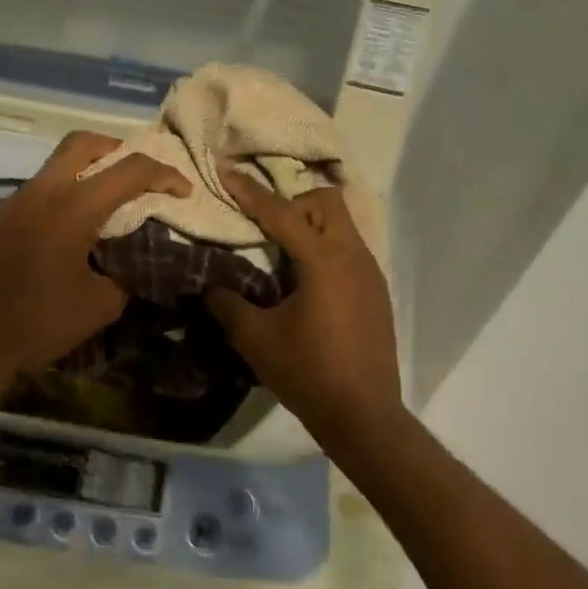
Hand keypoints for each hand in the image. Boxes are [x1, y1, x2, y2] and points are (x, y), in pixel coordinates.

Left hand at [0, 131, 189, 393]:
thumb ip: (124, 277)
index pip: (129, 171)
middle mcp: (41, 192)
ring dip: (86, 174)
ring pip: (55, 167)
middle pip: (82, 144)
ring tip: (107, 207)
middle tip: (137, 175)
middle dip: (117, 150)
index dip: (164, 175)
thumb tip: (131, 267)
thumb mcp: (99, 306)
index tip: (183, 191)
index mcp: (72, 207)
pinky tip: (70, 234)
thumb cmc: (38, 322)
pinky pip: (37, 193)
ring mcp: (14, 203)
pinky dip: (62, 198)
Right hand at [204, 168, 404, 437]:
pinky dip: (324, 251)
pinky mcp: (377, 294)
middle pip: (326, 202)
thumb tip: (210, 286)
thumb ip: (228, 304)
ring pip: (342, 226)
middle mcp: (353, 256)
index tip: (227, 172)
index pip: (281, 213)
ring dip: (310, 227)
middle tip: (264, 228)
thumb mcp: (256, 339)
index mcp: (323, 260)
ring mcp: (371, 274)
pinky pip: (349, 252)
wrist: (364, 415)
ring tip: (281, 256)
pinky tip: (306, 285)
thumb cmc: (307, 373)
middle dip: (292, 203)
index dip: (250, 192)